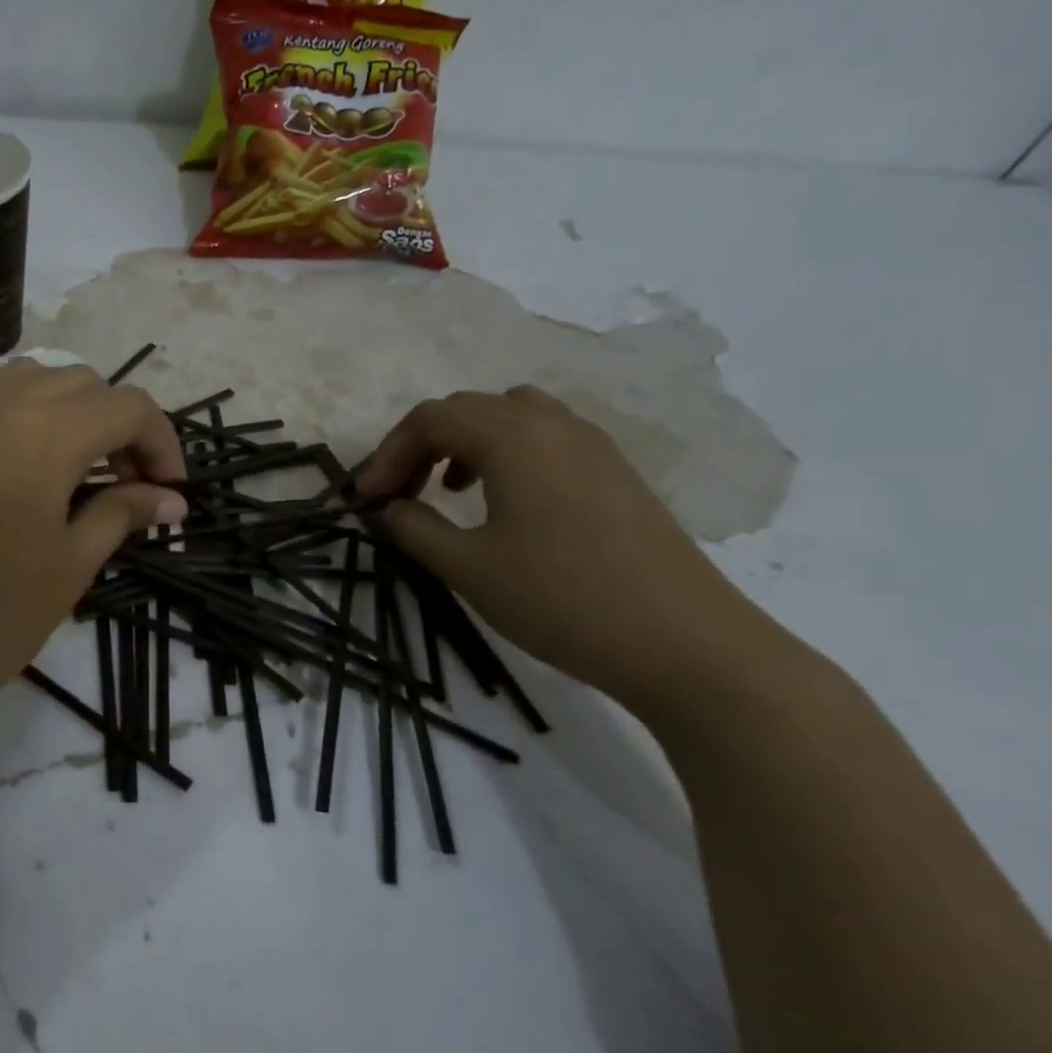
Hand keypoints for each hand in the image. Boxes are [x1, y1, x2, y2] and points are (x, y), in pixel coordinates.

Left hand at [0, 360, 187, 743]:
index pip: (127, 407)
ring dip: (72, 413)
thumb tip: (171, 499)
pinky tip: (28, 474)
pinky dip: (26, 417)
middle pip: (83, 384)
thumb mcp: (69, 567)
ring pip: (33, 381)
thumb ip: (122, 515)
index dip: (162, 442)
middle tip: (130, 486)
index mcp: (42, 435)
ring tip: (80, 472)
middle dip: (120, 425)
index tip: (171, 492)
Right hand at [356, 386, 778, 712]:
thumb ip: (415, 528)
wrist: (685, 643)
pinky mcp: (615, 471)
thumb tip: (389, 509)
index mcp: (513, 437)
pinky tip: (503, 502)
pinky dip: (505, 453)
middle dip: (420, 445)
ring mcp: (592, 444)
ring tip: (447, 489)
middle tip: (397, 495)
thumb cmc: (562, 599)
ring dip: (464, 443)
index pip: (430, 419)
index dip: (387, 454)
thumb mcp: (468, 568)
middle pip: (467, 409)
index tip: (366, 499)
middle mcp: (553, 424)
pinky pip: (544, 437)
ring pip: (509, 416)